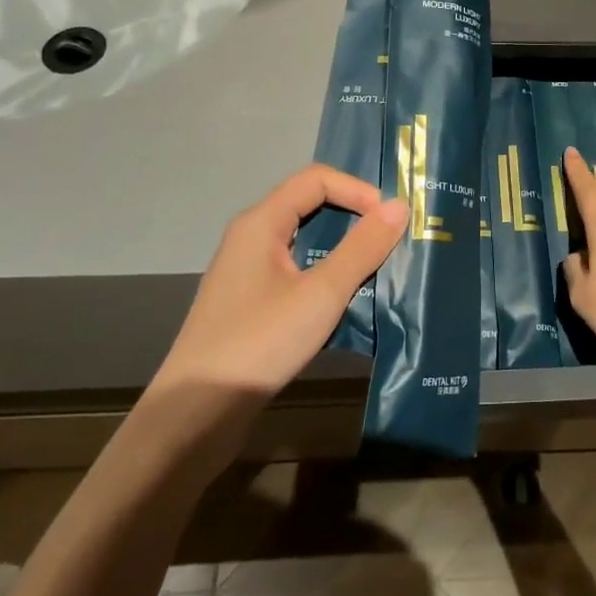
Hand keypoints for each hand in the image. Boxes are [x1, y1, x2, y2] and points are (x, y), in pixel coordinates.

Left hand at [152, 164, 407, 399]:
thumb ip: (362, 248)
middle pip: (309, 206)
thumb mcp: (321, 294)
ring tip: (378, 270)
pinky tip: (346, 304)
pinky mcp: (249, 304)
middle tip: (392, 241)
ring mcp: (247, 273)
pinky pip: (295, 272)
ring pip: (304, 243)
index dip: (357, 190)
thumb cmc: (259, 343)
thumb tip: (400, 206)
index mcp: (260, 223)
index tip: (391, 220)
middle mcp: (250, 238)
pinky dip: (325, 277)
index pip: (316, 179)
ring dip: (342, 251)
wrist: (195, 415)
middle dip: (354, 218)